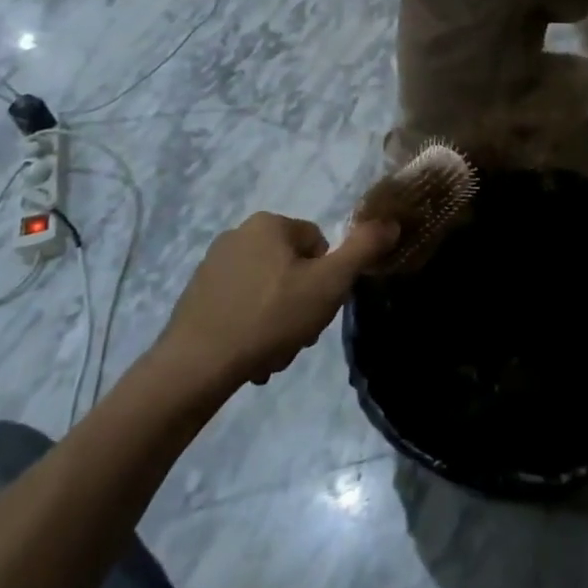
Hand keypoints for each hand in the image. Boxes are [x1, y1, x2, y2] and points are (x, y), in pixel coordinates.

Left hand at [157, 213, 397, 388]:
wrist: (196, 365)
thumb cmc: (270, 317)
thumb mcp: (328, 284)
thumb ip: (363, 250)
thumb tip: (391, 222)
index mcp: (269, 224)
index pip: (318, 245)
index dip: (326, 279)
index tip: (318, 309)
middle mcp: (238, 234)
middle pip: (293, 269)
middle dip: (301, 304)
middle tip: (297, 336)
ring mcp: (213, 265)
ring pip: (268, 291)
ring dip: (278, 321)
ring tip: (273, 352)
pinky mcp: (197, 295)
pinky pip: (241, 306)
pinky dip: (252, 328)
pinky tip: (251, 356)